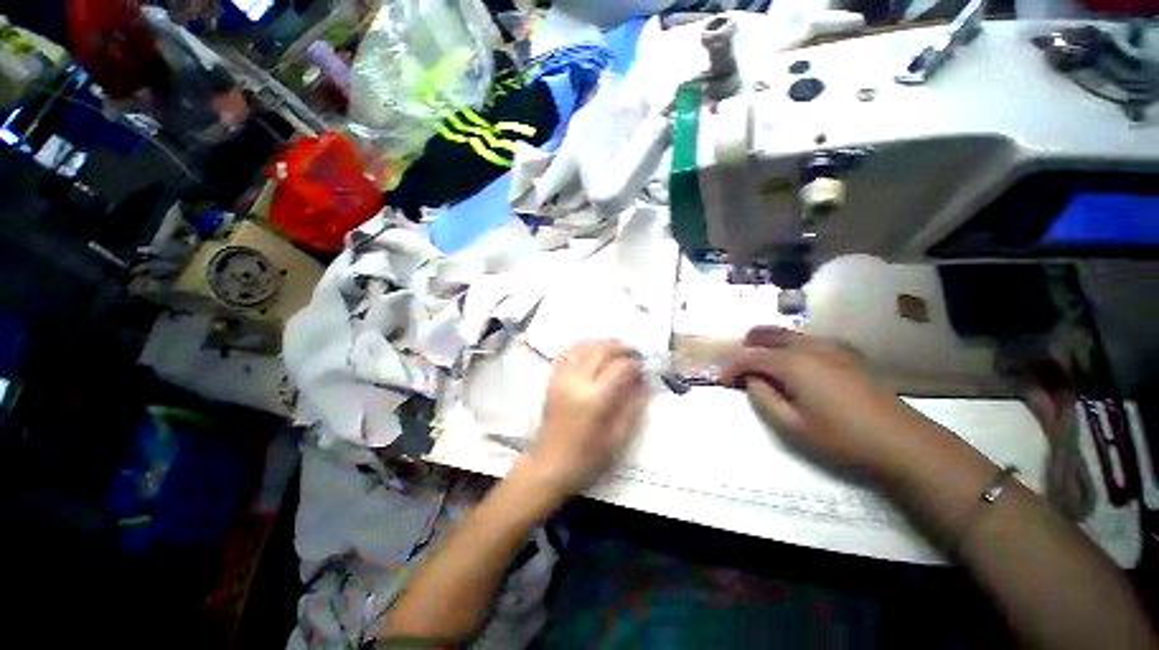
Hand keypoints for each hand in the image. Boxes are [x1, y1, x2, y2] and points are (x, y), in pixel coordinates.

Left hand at [529, 340, 650, 494]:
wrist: (549, 463)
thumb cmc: (586, 456)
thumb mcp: (616, 437)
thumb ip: (633, 407)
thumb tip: (645, 384)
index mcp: (593, 398)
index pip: (619, 368)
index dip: (634, 363)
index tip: (644, 366)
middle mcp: (576, 381)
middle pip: (601, 351)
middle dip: (621, 347)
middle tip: (635, 351)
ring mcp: (561, 377)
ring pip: (584, 347)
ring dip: (603, 342)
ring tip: (618, 346)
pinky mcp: (552, 379)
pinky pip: (567, 352)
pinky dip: (582, 345)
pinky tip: (592, 346)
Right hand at [720, 326, 920, 479]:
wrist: (901, 441)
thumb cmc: (841, 437)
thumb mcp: (792, 425)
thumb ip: (763, 397)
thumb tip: (751, 380)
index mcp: (793, 363)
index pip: (751, 357)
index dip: (731, 367)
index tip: (720, 381)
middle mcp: (809, 347)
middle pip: (768, 335)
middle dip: (747, 346)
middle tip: (737, 366)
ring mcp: (830, 347)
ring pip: (788, 334)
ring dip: (767, 344)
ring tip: (758, 362)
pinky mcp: (845, 354)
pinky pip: (807, 340)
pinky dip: (788, 346)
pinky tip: (791, 363)